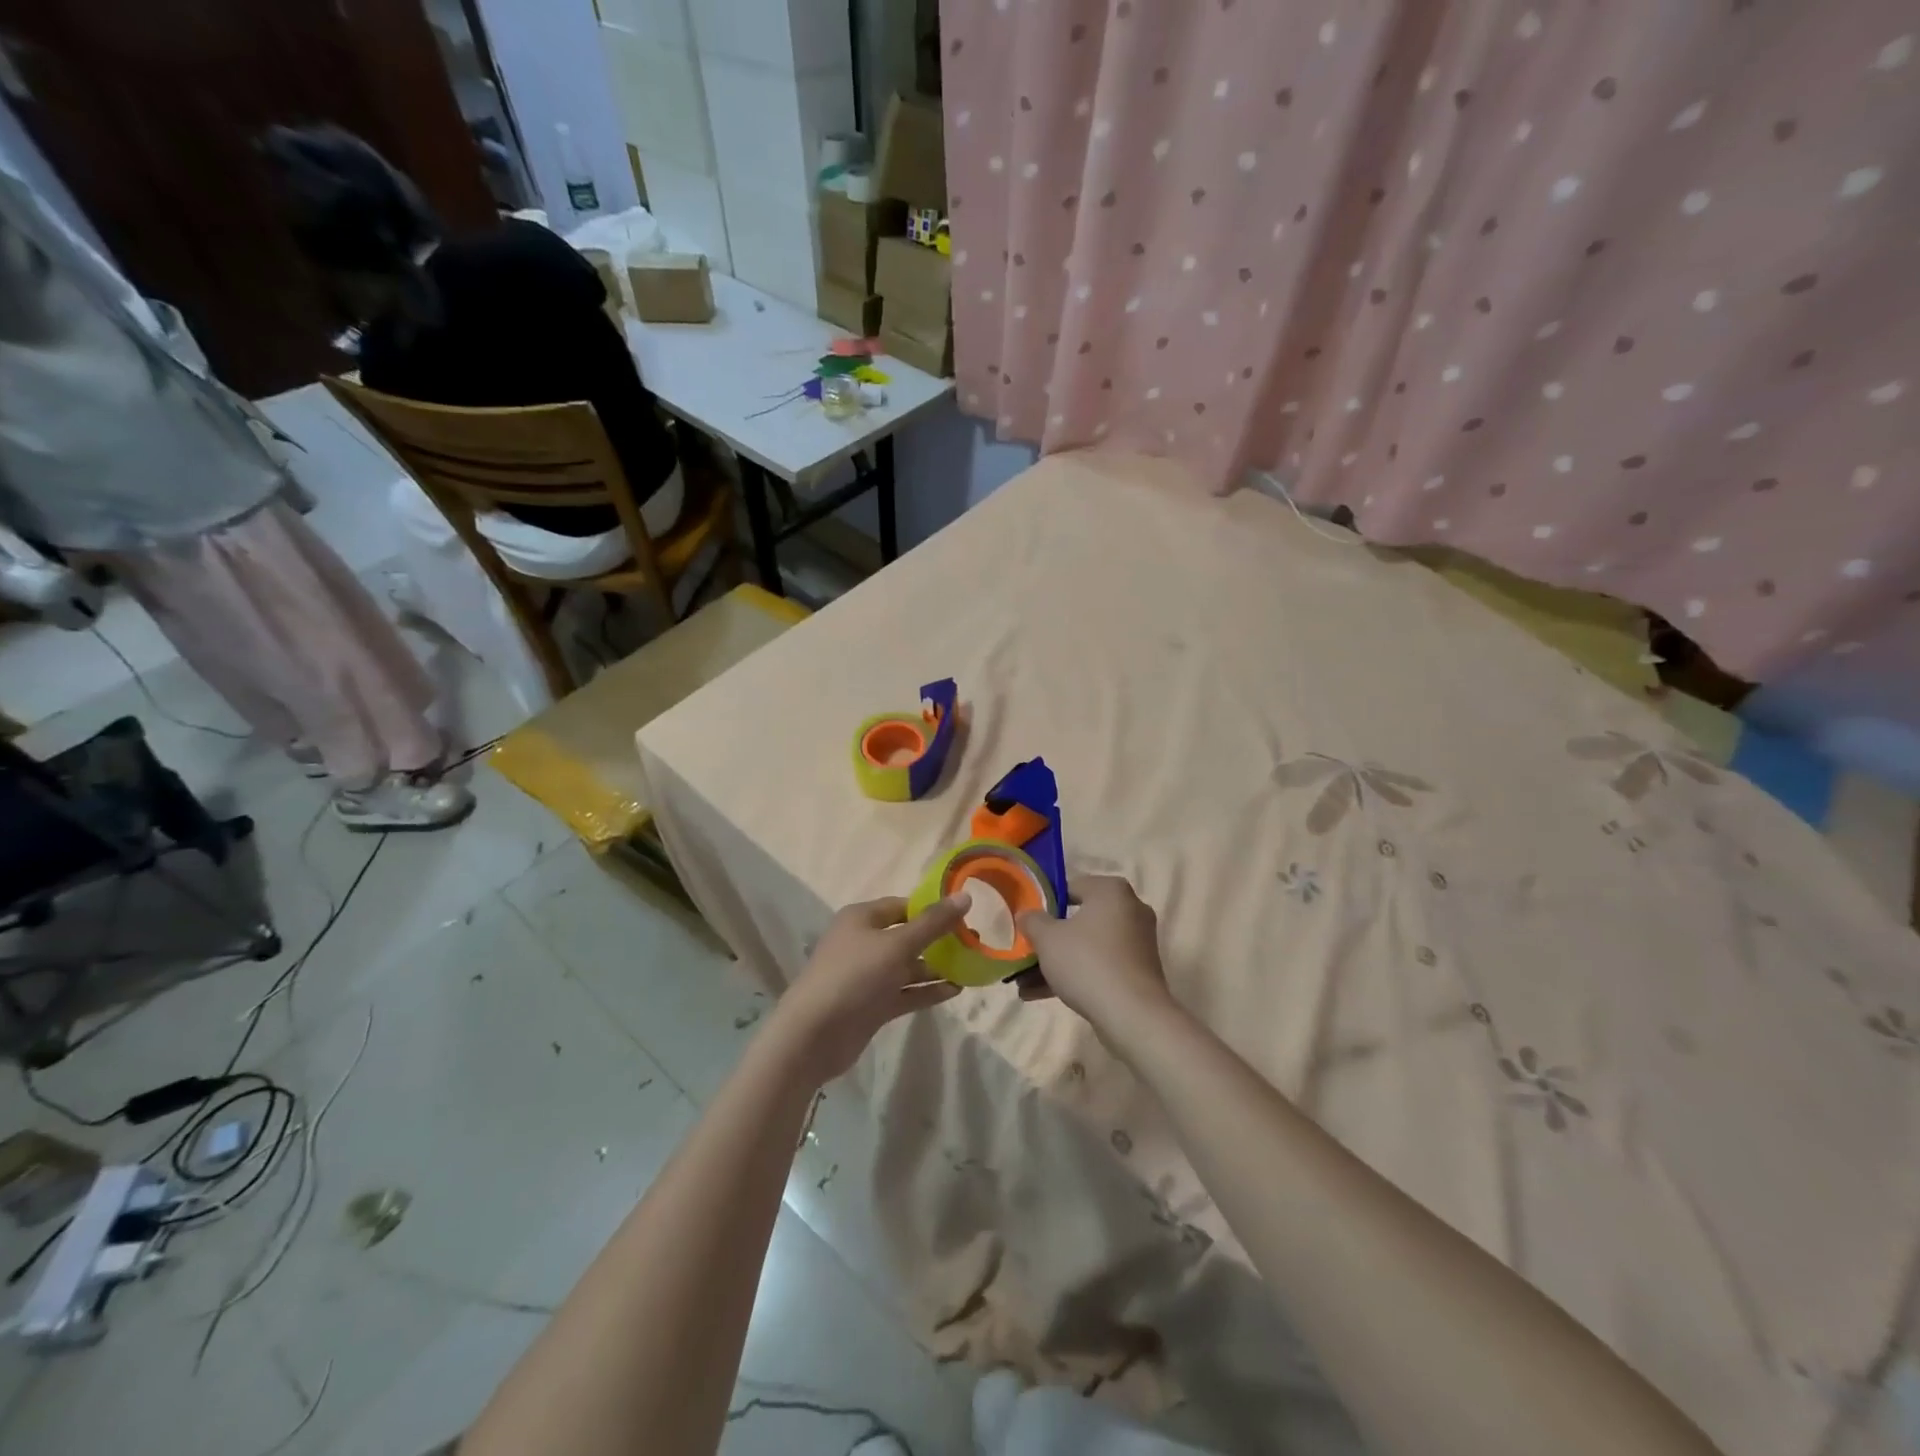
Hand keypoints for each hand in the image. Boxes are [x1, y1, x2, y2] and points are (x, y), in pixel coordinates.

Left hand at [771, 895, 967, 1081]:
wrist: (813, 1035)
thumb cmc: (854, 976)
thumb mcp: (897, 945)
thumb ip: (933, 923)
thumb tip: (966, 896)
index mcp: (862, 918)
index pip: (903, 906)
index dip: (932, 908)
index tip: (965, 914)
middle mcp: (864, 943)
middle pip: (908, 936)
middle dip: (939, 940)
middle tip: (975, 942)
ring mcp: (868, 976)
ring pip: (909, 967)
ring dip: (937, 968)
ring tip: (972, 967)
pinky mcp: (873, 1005)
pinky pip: (906, 992)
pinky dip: (928, 991)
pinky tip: (956, 991)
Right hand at [1015, 876, 1173, 1035]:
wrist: (1131, 1014)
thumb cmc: (1087, 962)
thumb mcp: (1047, 938)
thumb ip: (1032, 921)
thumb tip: (1027, 915)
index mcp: (1112, 891)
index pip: (1071, 887)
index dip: (1045, 905)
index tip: (1028, 924)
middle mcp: (1130, 910)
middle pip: (1078, 920)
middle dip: (1049, 941)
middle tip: (1026, 954)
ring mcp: (1137, 943)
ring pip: (1087, 947)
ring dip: (1057, 963)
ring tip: (1024, 984)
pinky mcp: (1138, 971)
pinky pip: (1100, 966)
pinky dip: (1075, 976)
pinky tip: (1041, 995)